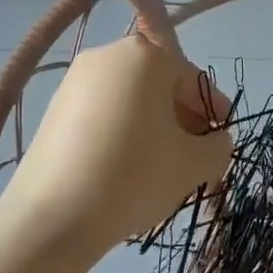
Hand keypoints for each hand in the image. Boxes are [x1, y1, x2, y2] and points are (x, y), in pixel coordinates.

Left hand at [4, 36, 232, 254]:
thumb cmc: (135, 176)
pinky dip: (121, 131)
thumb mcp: (195, 164)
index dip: (215, 112)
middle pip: (160, 86)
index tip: (220, 141)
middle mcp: (108, 55)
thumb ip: (219, 145)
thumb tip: (214, 141)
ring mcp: (75, 80)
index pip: (195, 81)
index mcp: (146, 56)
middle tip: (193, 154)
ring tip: (159, 165)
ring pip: (131, 99)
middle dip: (182, 118)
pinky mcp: (53, 108)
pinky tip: (125, 167)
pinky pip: (103, 112)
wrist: (52, 218)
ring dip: (152, 125)